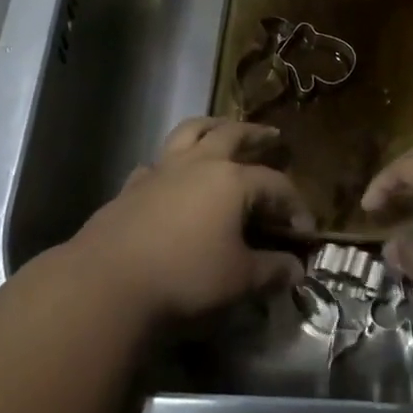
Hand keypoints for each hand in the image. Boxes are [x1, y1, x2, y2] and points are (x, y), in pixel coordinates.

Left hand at [63, 117, 312, 324]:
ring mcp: (161, 171)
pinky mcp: (131, 187)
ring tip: (222, 129)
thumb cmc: (185, 278)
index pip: (275, 185)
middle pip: (232, 136)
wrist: (107, 284)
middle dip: (256, 135)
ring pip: (189, 133)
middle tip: (271, 136)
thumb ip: (272, 271)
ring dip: (211, 127)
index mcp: (232, 182)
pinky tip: (170, 175)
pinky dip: (170, 163)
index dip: (295, 206)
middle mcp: (198, 165)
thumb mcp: (240, 280)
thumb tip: (296, 270)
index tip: (305, 232)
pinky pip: (157, 163)